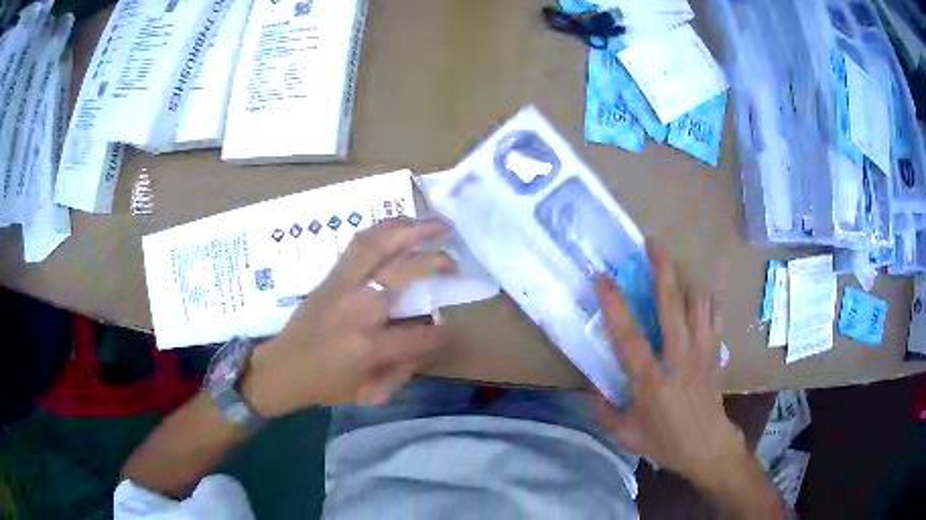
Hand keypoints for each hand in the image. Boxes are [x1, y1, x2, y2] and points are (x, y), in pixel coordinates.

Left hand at [243, 218, 457, 416]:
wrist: (283, 366)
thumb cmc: (326, 385)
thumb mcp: (369, 393)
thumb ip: (404, 371)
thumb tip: (427, 339)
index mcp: (369, 346)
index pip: (421, 335)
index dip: (443, 335)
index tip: (451, 331)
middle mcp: (358, 308)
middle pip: (405, 272)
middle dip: (435, 262)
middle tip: (455, 261)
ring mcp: (343, 286)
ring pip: (380, 245)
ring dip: (411, 230)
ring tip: (435, 224)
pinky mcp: (331, 275)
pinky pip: (360, 243)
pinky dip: (384, 230)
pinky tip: (400, 227)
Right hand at [595, 239, 746, 484]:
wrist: (707, 447)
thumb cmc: (665, 442)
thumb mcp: (626, 435)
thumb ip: (606, 412)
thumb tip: (595, 389)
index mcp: (651, 381)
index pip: (629, 336)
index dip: (614, 305)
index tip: (604, 278)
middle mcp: (678, 358)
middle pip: (672, 305)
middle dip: (663, 269)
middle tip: (653, 242)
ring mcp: (702, 352)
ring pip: (699, 303)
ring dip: (687, 278)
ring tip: (676, 263)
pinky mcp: (716, 352)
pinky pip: (715, 315)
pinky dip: (708, 298)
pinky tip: (701, 290)